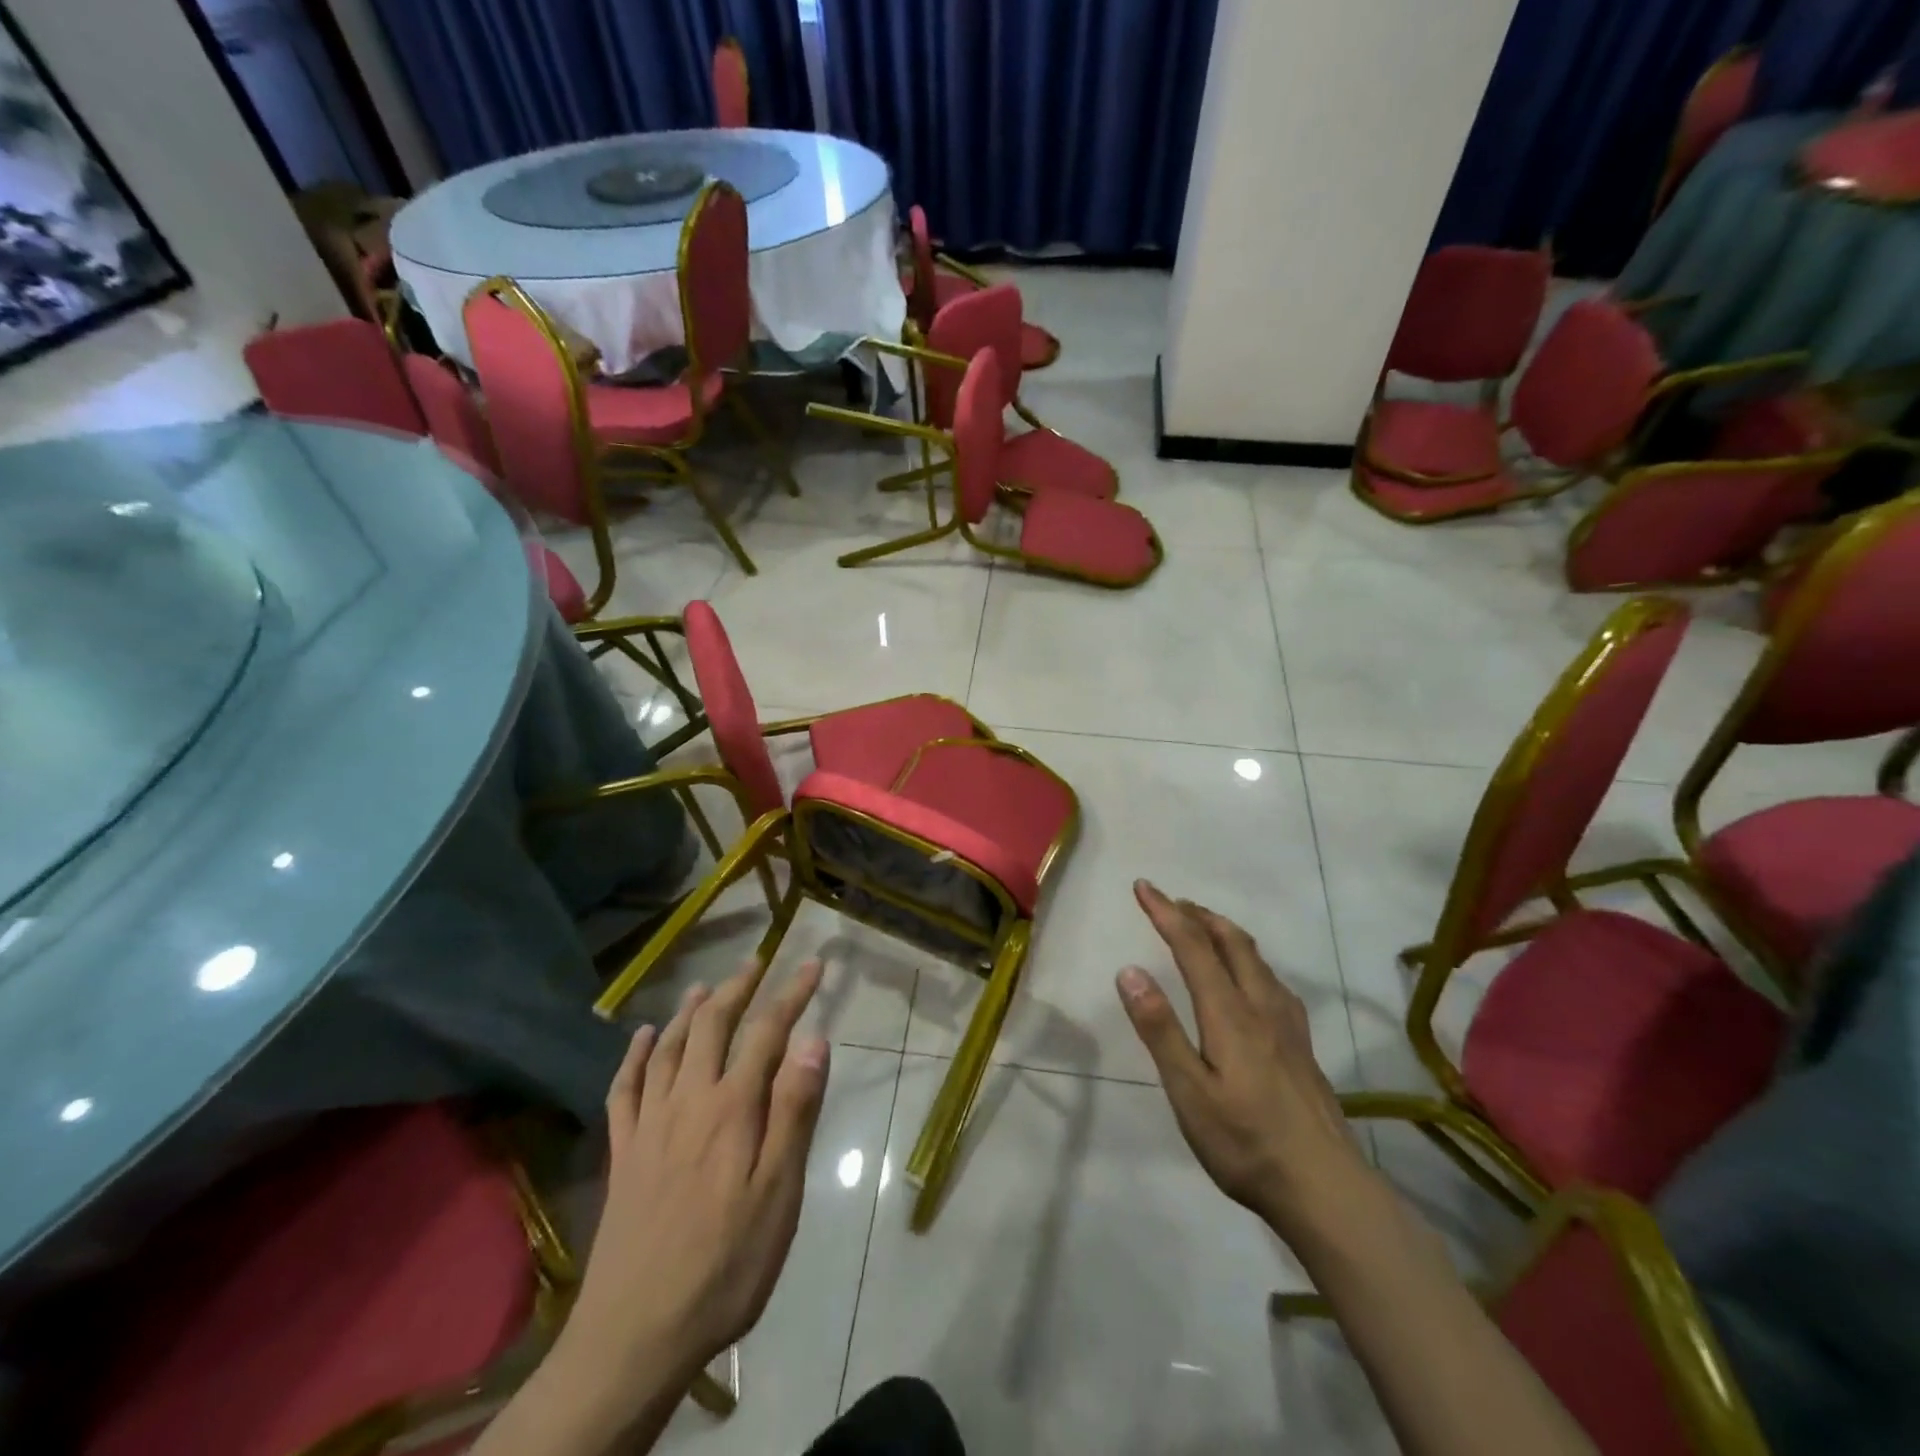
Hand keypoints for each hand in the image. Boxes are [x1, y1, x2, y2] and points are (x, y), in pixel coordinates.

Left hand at [568, 958, 830, 1380]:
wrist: (636, 1334)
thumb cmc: (725, 1264)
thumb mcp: (778, 1193)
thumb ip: (794, 1111)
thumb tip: (813, 1040)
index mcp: (732, 1108)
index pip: (767, 1032)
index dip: (792, 994)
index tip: (813, 964)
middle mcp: (688, 1101)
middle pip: (711, 1026)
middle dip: (738, 988)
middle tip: (757, 963)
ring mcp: (649, 1125)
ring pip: (669, 1047)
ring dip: (689, 1010)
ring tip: (706, 985)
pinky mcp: (622, 1153)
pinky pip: (625, 1089)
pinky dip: (635, 1055)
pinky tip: (642, 1038)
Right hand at [1116, 881, 1372, 1244]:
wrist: (1326, 1189)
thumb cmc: (1245, 1143)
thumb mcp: (1189, 1091)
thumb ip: (1160, 1029)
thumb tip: (1129, 970)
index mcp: (1229, 1013)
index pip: (1193, 946)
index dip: (1166, 912)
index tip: (1143, 886)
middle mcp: (1261, 1006)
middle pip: (1231, 942)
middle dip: (1198, 915)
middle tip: (1172, 901)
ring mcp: (1287, 1026)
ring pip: (1256, 959)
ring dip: (1225, 932)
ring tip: (1205, 926)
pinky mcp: (1302, 1046)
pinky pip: (1272, 981)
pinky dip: (1250, 959)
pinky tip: (1252, 979)